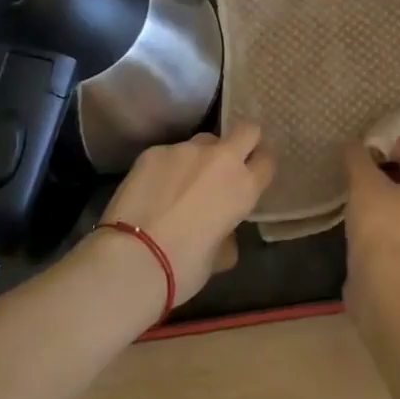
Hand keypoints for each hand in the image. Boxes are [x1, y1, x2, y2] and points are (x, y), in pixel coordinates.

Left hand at [96, 121, 274, 306]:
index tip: (252, 177)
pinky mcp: (154, 151)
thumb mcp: (217, 259)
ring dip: (200, 157)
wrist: (132, 258)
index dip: (260, 167)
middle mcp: (219, 159)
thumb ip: (227, 237)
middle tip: (228, 166)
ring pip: (203, 141)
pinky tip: (153, 191)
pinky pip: (169, 153)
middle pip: (246, 131)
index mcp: (243, 187)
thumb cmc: (183, 267)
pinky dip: (167, 168)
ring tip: (182, 183)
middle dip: (242, 143)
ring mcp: (184, 150)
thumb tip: (223, 235)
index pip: (267, 160)